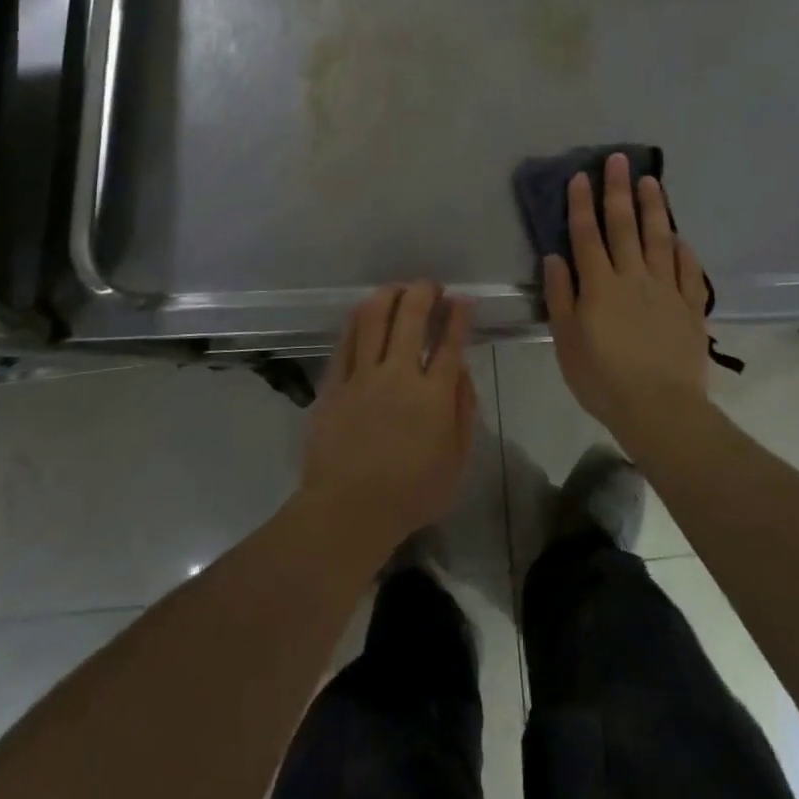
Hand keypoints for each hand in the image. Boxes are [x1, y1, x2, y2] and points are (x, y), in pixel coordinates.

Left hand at [300, 282, 476, 561]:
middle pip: (412, 316)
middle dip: (425, 292)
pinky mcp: (335, 382)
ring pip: (375, 317)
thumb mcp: (456, 462)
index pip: (450, 342)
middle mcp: (399, 375)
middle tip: (431, 287)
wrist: (347, 511)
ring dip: (390, 294)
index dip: (458, 314)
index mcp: (434, 395)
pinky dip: (359, 318)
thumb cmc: (410, 494)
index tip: (462, 299)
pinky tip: (366, 310)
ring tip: (399, 290)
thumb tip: (461, 370)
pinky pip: (347, 339)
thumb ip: (463, 411)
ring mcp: (363, 375)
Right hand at [544, 154, 712, 448]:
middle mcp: (632, 277)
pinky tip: (680, 236)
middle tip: (619, 160)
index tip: (582, 176)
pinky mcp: (689, 307)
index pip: (587, 235)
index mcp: (599, 285)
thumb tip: (555, 257)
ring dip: (653, 208)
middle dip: (618, 190)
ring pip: (659, 239)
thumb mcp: (566, 341)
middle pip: (624, 226)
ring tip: (651, 181)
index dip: (582, 204)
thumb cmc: (602, 378)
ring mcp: (665, 290)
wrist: (659, 407)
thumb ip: (560, 296)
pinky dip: (683, 251)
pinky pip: (688, 271)